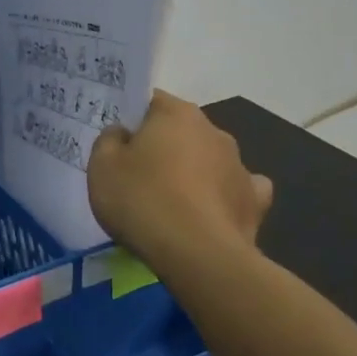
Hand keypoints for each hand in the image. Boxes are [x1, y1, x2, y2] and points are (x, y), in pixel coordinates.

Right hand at [88, 90, 273, 270]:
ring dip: (193, 171)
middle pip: (181, 130)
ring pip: (209, 159)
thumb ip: (109, 141)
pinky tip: (210, 213)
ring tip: (171, 203)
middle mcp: (213, 131)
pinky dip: (223, 197)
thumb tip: (123, 134)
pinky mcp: (254, 201)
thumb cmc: (142, 200)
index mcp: (176, 114)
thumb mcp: (102, 166)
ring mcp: (239, 165)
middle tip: (138, 175)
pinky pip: (235, 190)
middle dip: (163, 146)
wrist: (198, 254)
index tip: (118, 143)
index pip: (150, 101)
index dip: (132, 119)